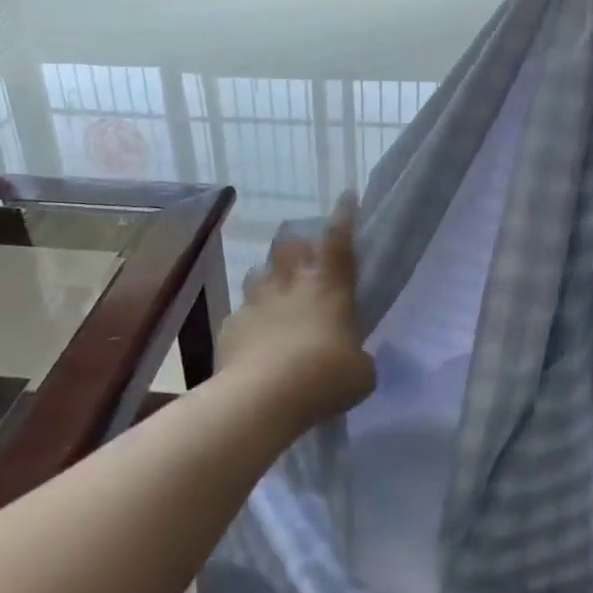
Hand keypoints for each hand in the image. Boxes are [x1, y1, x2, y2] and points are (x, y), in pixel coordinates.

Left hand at [220, 195, 373, 424]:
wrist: (265, 396)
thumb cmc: (326, 377)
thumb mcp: (360, 373)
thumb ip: (358, 358)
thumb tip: (354, 361)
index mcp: (329, 287)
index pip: (338, 241)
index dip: (343, 216)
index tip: (346, 196)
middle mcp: (291, 284)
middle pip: (288, 245)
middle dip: (294, 243)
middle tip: (300, 254)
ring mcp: (256, 302)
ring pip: (257, 273)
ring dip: (266, 279)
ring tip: (271, 294)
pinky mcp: (231, 326)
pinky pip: (239, 315)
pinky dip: (247, 322)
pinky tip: (251, 339)